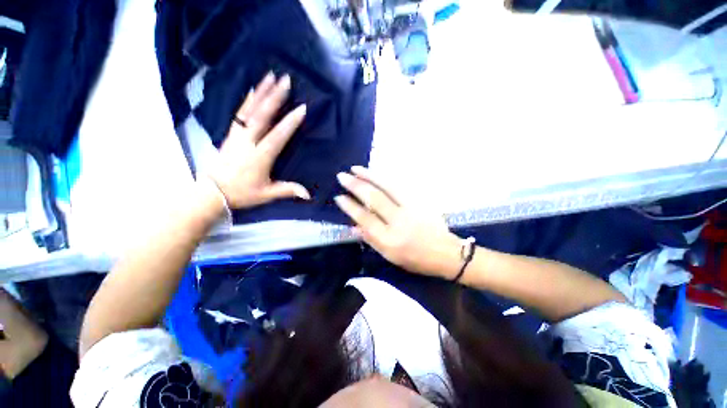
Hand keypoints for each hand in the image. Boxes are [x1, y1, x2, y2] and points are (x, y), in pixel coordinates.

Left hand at [207, 72, 310, 209]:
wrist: (212, 192)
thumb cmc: (242, 193)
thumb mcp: (266, 194)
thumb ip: (287, 191)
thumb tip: (308, 194)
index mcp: (260, 156)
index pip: (277, 136)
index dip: (290, 122)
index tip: (301, 108)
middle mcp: (248, 142)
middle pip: (262, 116)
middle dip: (275, 97)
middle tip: (286, 81)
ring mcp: (238, 136)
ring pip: (250, 110)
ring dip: (261, 92)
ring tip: (270, 76)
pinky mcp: (231, 134)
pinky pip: (240, 113)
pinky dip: (247, 100)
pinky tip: (253, 89)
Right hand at [334, 166, 462, 277]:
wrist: (446, 252)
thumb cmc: (416, 259)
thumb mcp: (391, 256)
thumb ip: (371, 239)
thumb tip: (354, 225)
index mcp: (390, 240)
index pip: (365, 219)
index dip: (351, 207)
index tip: (339, 197)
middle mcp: (399, 221)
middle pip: (375, 199)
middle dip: (356, 186)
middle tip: (342, 176)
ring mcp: (411, 208)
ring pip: (387, 187)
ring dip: (370, 176)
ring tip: (356, 168)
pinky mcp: (420, 201)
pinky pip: (399, 186)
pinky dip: (385, 178)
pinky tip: (376, 173)